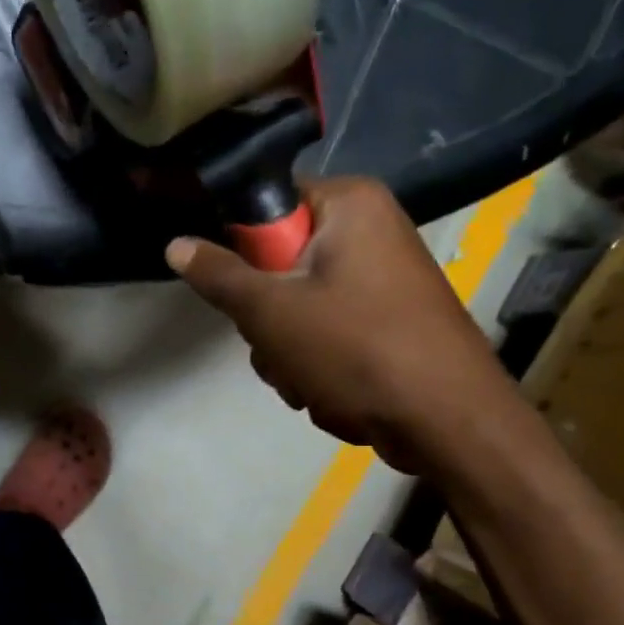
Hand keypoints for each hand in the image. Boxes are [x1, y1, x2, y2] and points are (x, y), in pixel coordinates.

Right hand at [166, 177, 528, 475]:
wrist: (447, 421)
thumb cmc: (356, 349)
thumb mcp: (271, 312)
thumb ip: (219, 276)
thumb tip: (176, 244)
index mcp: (350, 205)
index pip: (269, 204)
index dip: (242, 249)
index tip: (237, 290)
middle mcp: (370, 231)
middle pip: (280, 264)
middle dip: (267, 319)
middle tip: (277, 343)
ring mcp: (382, 280)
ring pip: (297, 308)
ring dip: (287, 352)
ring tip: (307, 379)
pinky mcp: (387, 322)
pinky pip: (327, 334)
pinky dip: (318, 365)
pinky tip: (330, 392)